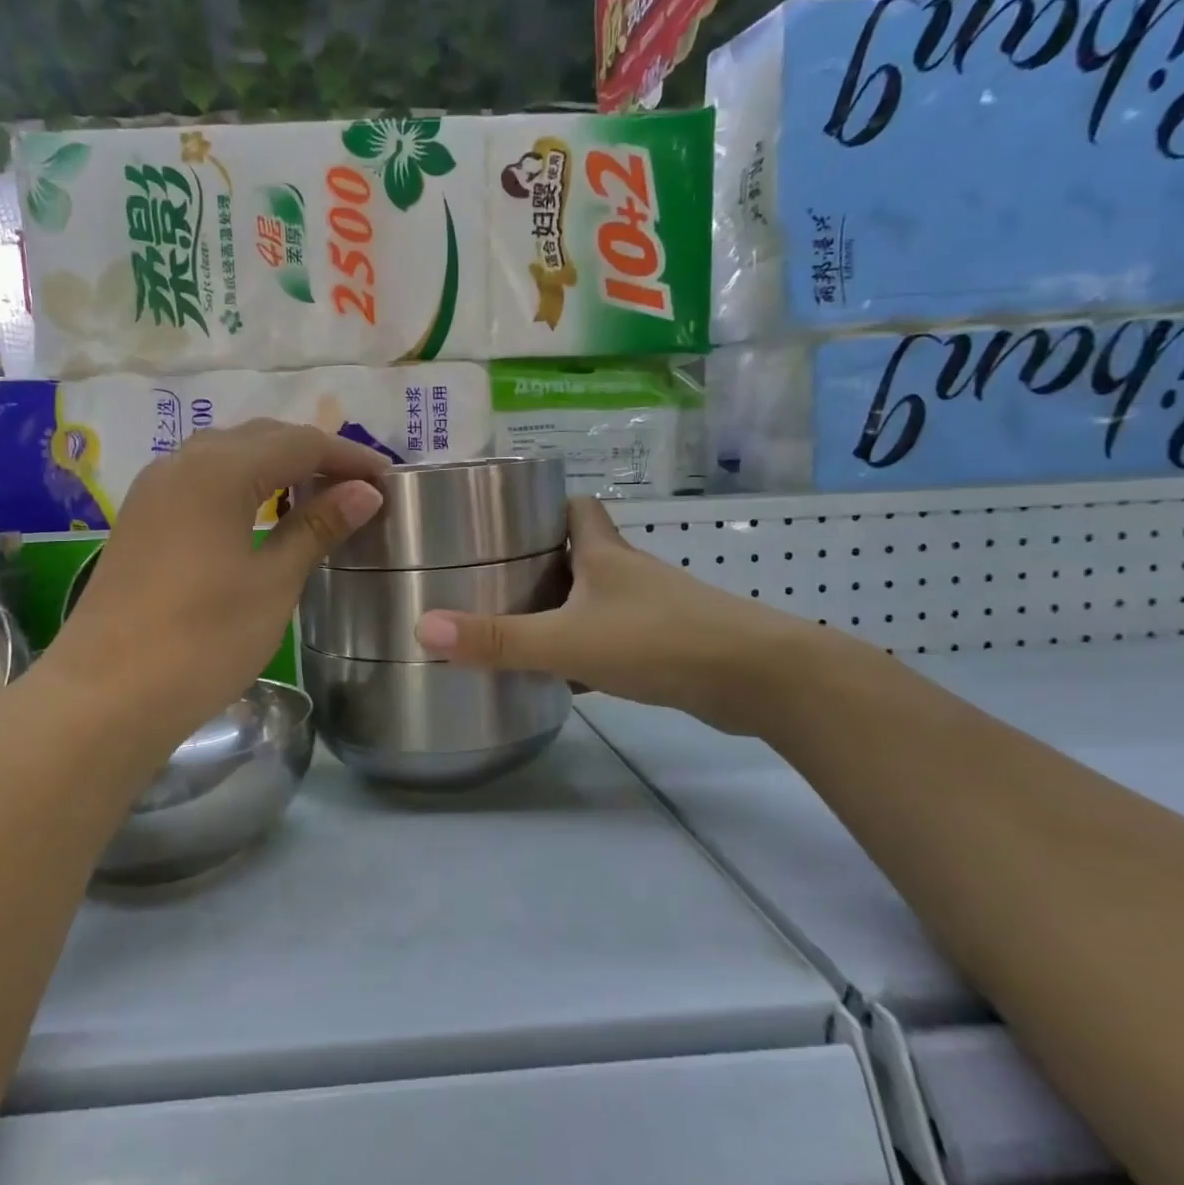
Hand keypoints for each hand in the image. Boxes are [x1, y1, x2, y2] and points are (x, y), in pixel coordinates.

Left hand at [50, 419, 386, 752]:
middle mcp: (182, 464)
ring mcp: (154, 490)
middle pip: (261, 437)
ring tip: (315, 495)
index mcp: (219, 471)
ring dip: (275, 465)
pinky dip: (241, 482)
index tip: (387, 479)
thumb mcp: (272, 584)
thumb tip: (365, 492)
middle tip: (357, 487)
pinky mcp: (141, 518)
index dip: (348, 457)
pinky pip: (202, 478)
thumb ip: (316, 528)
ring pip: (227, 454)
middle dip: (314, 454)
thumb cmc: (202, 641)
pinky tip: (260, 512)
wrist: (105, 696)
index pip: (300, 443)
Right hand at [412, 497, 831, 737]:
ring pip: (599, 599)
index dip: (547, 504)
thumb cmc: (659, 641)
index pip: (578, 508)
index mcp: (605, 555)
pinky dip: (590, 650)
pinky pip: (616, 639)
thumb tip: (424, 627)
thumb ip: (498, 639)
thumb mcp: (568, 640)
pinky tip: (565, 677)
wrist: (759, 679)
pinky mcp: (671, 646)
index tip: (509, 518)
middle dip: (544, 561)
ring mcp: (655, 610)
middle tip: (496, 578)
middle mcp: (630, 574)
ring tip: (517, 626)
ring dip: (565, 608)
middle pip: (584, 553)